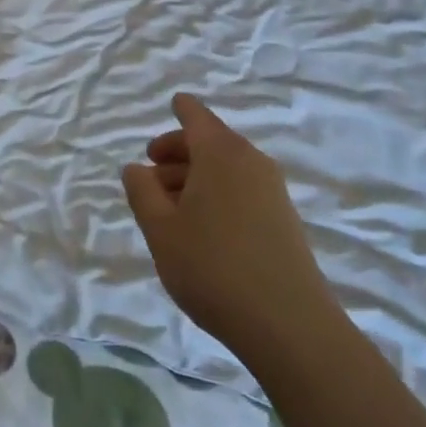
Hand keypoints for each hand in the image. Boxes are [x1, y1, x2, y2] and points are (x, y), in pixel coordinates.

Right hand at [122, 93, 337, 361]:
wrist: (288, 325)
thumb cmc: (212, 267)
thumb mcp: (160, 229)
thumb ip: (142, 191)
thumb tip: (136, 168)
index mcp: (220, 154)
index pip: (197, 117)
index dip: (182, 109)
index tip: (173, 102)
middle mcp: (251, 162)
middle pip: (211, 143)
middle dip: (178, 152)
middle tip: (150, 173)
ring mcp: (273, 191)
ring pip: (226, 169)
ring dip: (194, 177)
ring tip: (167, 208)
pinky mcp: (284, 220)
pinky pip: (242, 190)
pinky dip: (216, 194)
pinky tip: (199, 228)